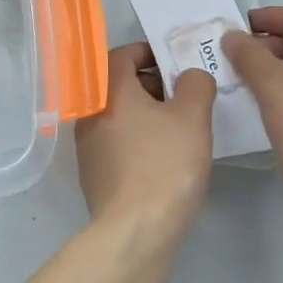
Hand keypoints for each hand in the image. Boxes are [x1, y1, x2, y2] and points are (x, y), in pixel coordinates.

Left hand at [74, 42, 216, 227]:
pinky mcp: (93, 174)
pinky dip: (137, 138)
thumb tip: (189, 75)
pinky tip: (163, 156)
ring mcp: (87, 146)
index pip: (120, 54)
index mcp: (108, 91)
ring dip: (145, 112)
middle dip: (151, 83)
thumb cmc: (165, 164)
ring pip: (118, 114)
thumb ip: (195, 84)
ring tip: (179, 126)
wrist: (135, 230)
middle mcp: (90, 113)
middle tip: (183, 94)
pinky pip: (116, 142)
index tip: (173, 61)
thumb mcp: (193, 117)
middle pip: (118, 84)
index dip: (147, 51)